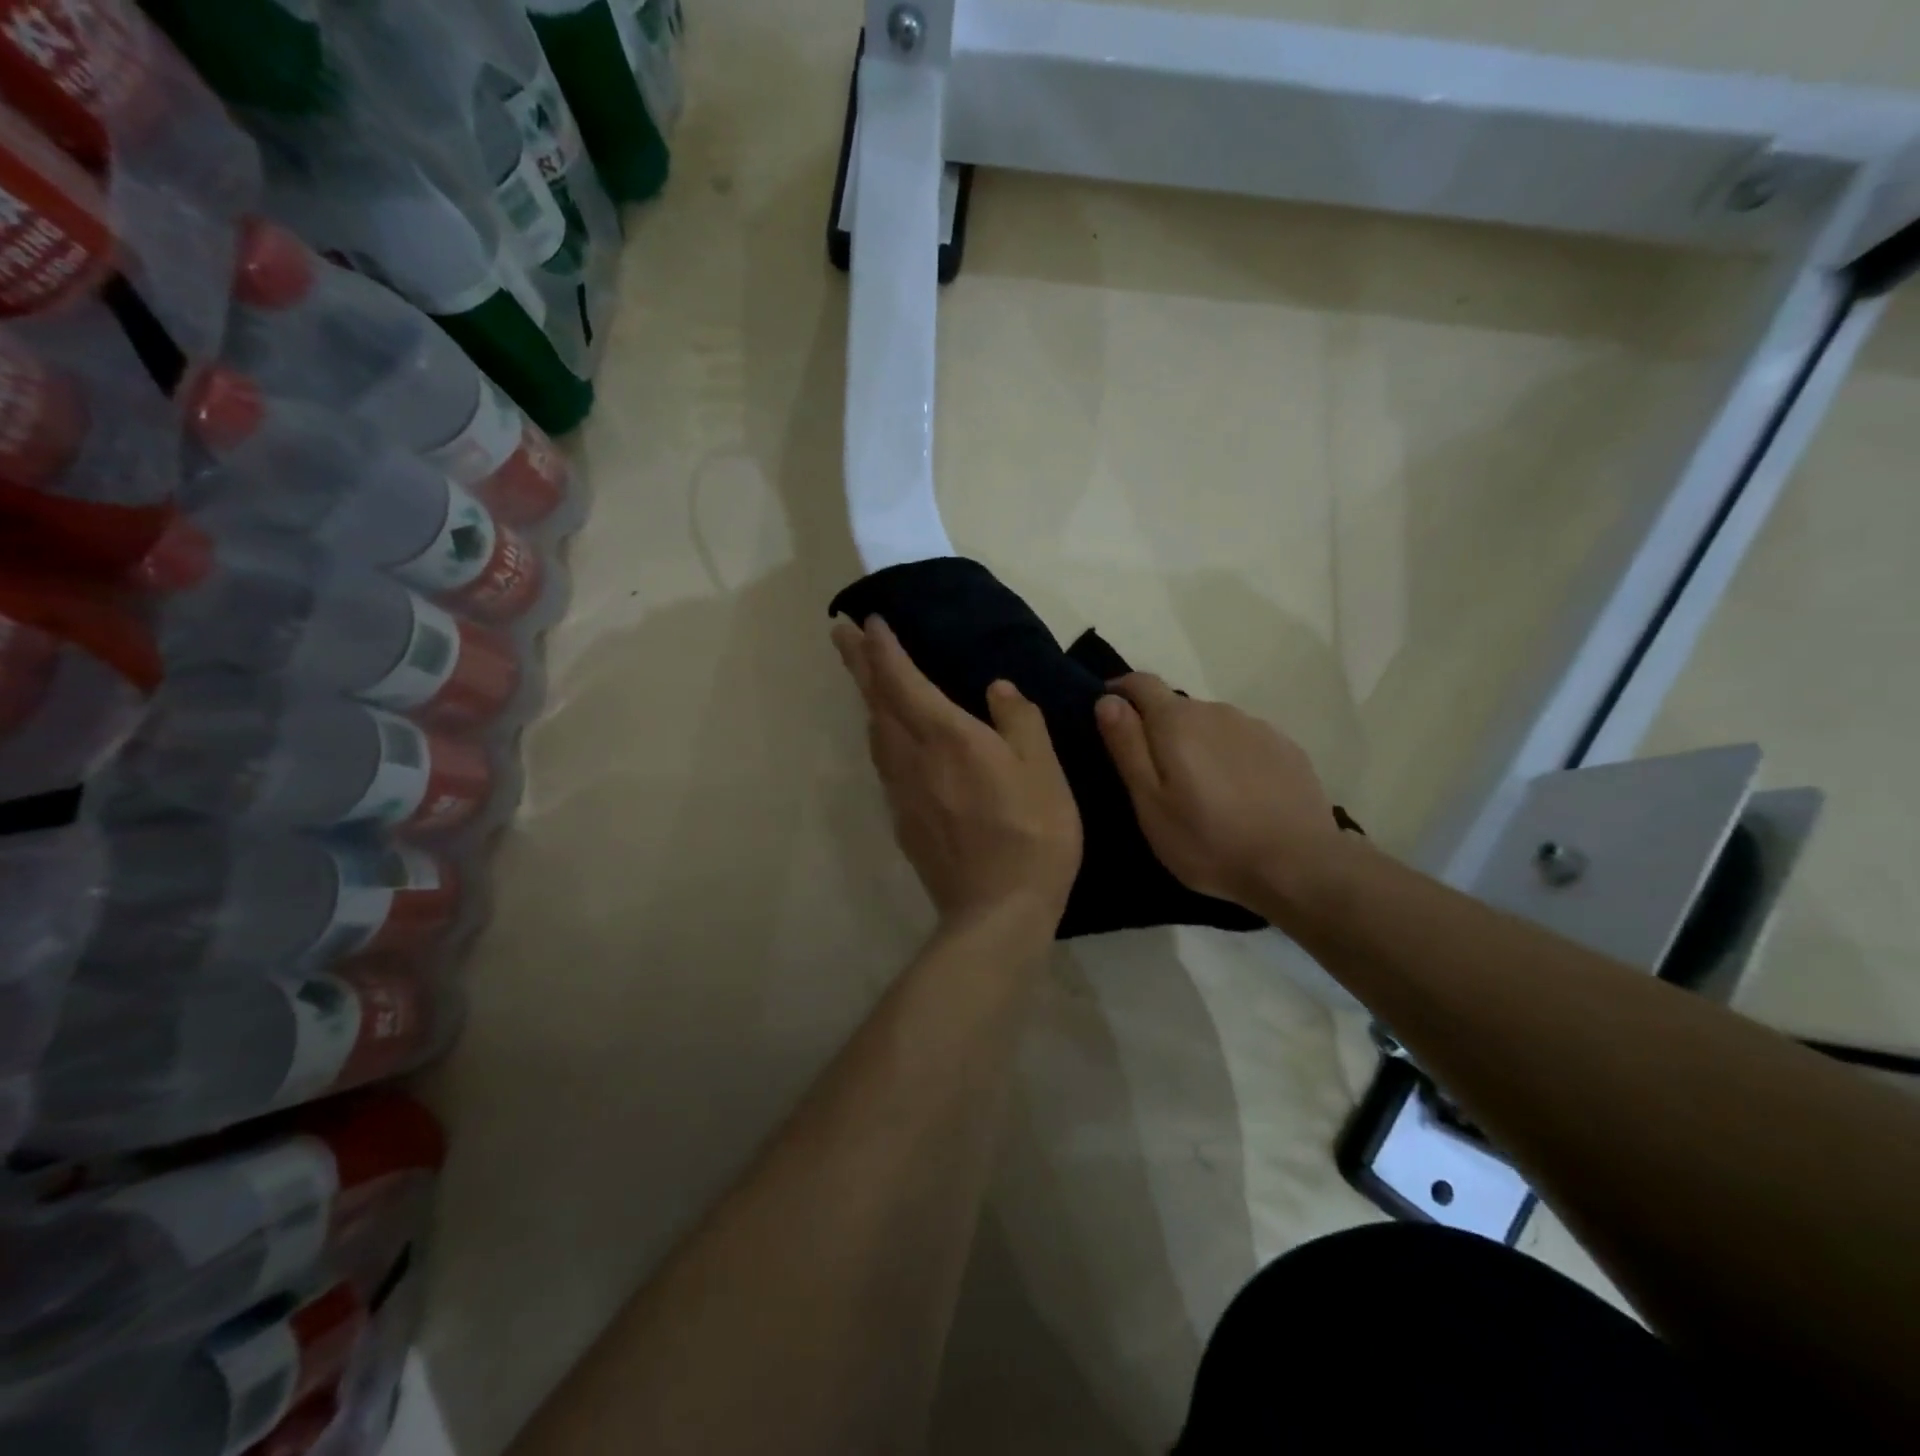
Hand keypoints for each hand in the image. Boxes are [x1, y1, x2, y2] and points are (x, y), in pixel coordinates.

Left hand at [833, 616, 1081, 929]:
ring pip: (875, 734)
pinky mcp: (904, 821)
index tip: (870, 621)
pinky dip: (881, 737)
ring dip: (867, 699)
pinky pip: (885, 764)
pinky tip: (891, 741)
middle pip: (876, 701)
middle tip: (840, 633)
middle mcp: (913, 758)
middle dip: (857, 663)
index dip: (884, 648)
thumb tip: (997, 689)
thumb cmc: (1032, 833)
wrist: (998, 910)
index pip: (903, 680)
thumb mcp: (1043, 769)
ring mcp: (903, 792)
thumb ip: (1019, 721)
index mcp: (947, 736)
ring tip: (864, 679)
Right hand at [1095, 674, 1339, 908]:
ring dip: (1196, 744)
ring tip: (1198, 790)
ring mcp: (1256, 727)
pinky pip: (1243, 742)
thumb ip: (1127, 746)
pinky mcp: (1286, 748)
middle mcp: (1217, 711)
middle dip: (1157, 729)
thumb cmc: (1209, 841)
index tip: (1108, 716)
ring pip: (1211, 724)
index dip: (1119, 692)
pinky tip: (1237, 794)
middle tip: (1154, 776)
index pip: (1140, 682)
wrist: (1300, 867)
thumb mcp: (1150, 803)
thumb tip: (1107, 700)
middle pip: (1176, 706)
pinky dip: (1229, 757)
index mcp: (1177, 721)